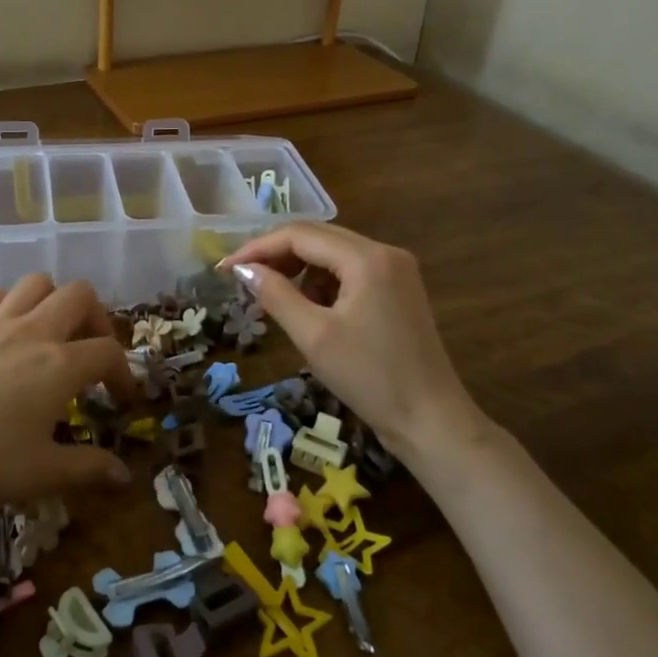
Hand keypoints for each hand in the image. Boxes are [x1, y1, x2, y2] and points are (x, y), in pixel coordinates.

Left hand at [0, 274, 134, 521]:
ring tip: (52, 333)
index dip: (124, 372)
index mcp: (61, 365)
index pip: (108, 351)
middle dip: (96, 318)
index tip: (121, 399)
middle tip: (90, 351)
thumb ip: (88, 469)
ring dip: (53, 301)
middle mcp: (34, 332)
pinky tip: (5, 332)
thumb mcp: (40, 474)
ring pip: (37, 283)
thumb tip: (125, 477)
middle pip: (80, 295)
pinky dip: (9, 304)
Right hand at [220, 223, 485, 459]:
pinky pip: (350, 271)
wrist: (431, 421)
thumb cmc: (370, 379)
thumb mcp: (314, 336)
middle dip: (277, 255)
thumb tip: (242, 270)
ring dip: (299, 269)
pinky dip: (323, 283)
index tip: (225, 269)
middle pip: (318, 238)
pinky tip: (308, 308)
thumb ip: (275, 295)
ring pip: (333, 254)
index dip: (258, 248)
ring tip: (272, 297)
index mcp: (367, 258)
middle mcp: (384, 252)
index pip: (301, 235)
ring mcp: (396, 270)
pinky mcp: (398, 290)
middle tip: (243, 280)